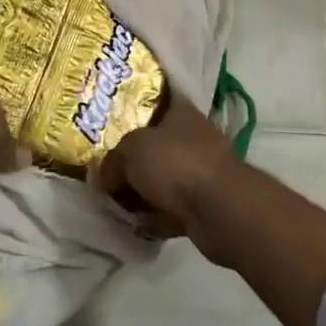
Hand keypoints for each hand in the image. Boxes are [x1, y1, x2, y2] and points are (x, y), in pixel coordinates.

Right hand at [93, 97, 242, 262]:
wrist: (219, 209)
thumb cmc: (175, 163)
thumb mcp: (131, 150)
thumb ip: (114, 160)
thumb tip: (106, 176)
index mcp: (182, 112)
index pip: (157, 103)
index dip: (134, 113)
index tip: (113, 128)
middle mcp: (196, 137)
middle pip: (158, 144)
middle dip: (136, 160)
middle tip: (110, 172)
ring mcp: (204, 170)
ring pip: (166, 177)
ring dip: (146, 190)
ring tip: (120, 202)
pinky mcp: (207, 202)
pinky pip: (174, 205)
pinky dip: (158, 214)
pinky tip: (139, 222)